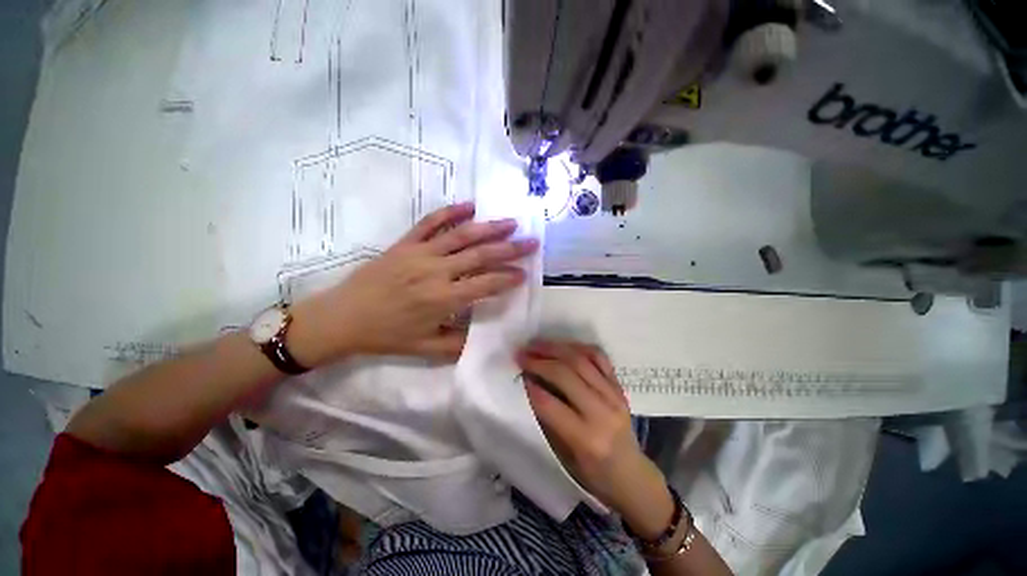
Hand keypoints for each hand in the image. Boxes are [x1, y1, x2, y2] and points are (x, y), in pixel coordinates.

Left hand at [289, 202, 538, 364]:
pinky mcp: (405, 243)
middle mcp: (435, 272)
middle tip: (532, 241)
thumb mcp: (424, 348)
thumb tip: (484, 339)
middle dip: (510, 249)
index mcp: (442, 299)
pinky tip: (470, 205)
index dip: (508, 278)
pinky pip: (430, 222)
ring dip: (489, 228)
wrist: (341, 318)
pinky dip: (450, 212)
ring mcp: (419, 253)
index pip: (486, 284)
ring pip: (461, 236)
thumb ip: (458, 344)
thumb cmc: (385, 335)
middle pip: (480, 256)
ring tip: (511, 222)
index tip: (524, 273)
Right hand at [517, 341, 676, 538]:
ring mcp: (614, 395)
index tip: (517, 371)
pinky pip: (598, 357)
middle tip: (521, 354)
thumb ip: (547, 418)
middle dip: (539, 361)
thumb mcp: (563, 454)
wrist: (631, 474)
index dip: (530, 384)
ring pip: (581, 360)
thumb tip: (530, 384)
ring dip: (555, 348)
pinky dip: (578, 347)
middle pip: (566, 374)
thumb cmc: (592, 473)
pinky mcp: (619, 386)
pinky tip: (562, 345)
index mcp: (586, 438)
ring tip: (536, 344)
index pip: (550, 404)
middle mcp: (602, 412)